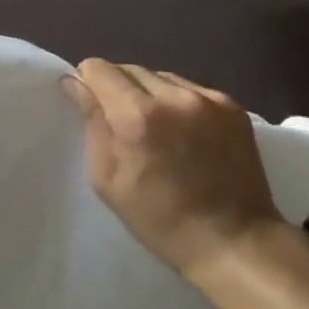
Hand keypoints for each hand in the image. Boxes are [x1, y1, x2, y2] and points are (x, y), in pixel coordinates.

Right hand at [61, 60, 282, 280]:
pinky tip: (182, 132)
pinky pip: (190, 89)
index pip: (98, 68)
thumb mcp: (108, 179)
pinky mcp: (233, 106)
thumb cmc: (158, 218)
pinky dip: (178, 102)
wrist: (233, 240)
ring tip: (153, 128)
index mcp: (137, 116)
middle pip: (129, 68)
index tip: (88, 104)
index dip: (87, 82)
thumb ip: (92, 123)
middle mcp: (174, 96)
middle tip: (119, 122)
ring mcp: (208, 98)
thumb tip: (74, 83)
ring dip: (148, 93)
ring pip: (161, 76)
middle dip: (116, 87)